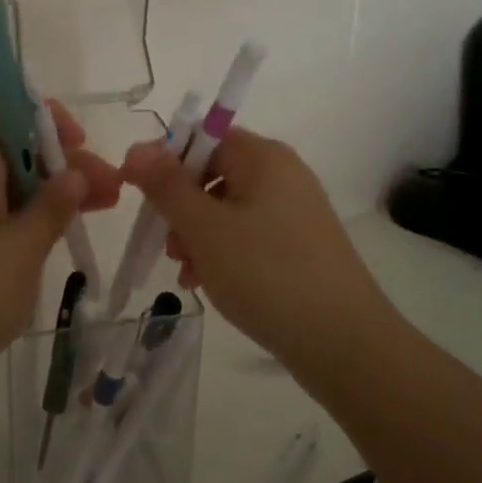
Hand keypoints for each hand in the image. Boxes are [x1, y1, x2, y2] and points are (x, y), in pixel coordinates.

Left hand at [0, 104, 121, 417]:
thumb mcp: (21, 249)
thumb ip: (51, 207)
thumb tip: (73, 172)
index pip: (2, 113)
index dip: (41, 116)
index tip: (79, 141)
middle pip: (16, 152)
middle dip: (63, 162)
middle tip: (110, 189)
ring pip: (14, 190)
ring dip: (56, 194)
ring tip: (103, 209)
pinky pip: (5, 222)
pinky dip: (36, 223)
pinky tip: (64, 240)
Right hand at [121, 129, 387, 381]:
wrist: (345, 344)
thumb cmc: (267, 274)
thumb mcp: (204, 228)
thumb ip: (166, 185)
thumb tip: (136, 148)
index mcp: (263, 157)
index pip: (202, 138)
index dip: (166, 161)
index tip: (139, 194)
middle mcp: (282, 175)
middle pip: (212, 174)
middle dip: (180, 208)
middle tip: (168, 244)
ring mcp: (294, 211)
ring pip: (225, 209)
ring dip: (196, 235)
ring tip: (187, 272)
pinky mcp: (299, 245)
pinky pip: (246, 234)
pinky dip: (222, 252)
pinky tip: (207, 282)